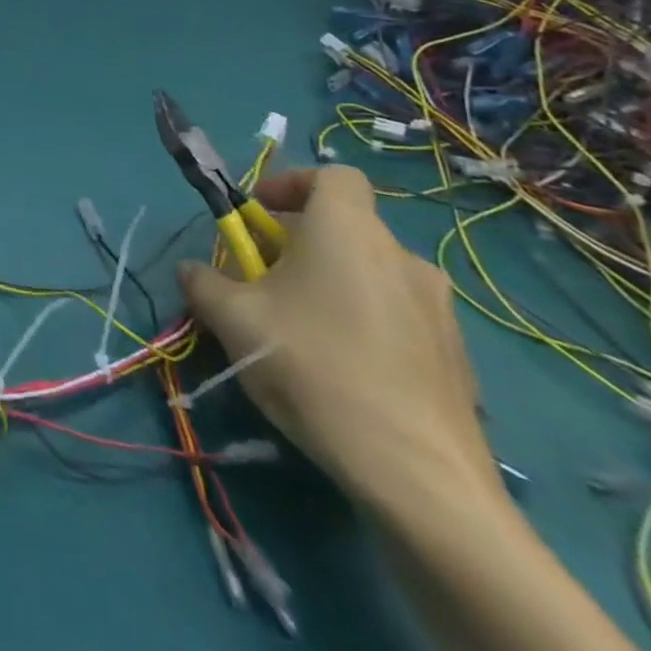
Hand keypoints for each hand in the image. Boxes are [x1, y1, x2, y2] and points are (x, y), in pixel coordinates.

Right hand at [177, 164, 498, 517]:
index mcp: (347, 229)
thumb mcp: (233, 318)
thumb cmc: (314, 366)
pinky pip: (400, 317)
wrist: (419, 476)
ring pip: (372, 273)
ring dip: (334, 283)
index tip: (260, 215)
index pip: (331, 174)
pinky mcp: (458, 357)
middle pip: (346, 226)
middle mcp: (400, 255)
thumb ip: (203, 282)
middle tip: (266, 280)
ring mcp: (438, 308)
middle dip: (300, 242)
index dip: (292, 184)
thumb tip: (193, 270)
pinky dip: (367, 324)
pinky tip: (345, 372)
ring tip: (302, 330)